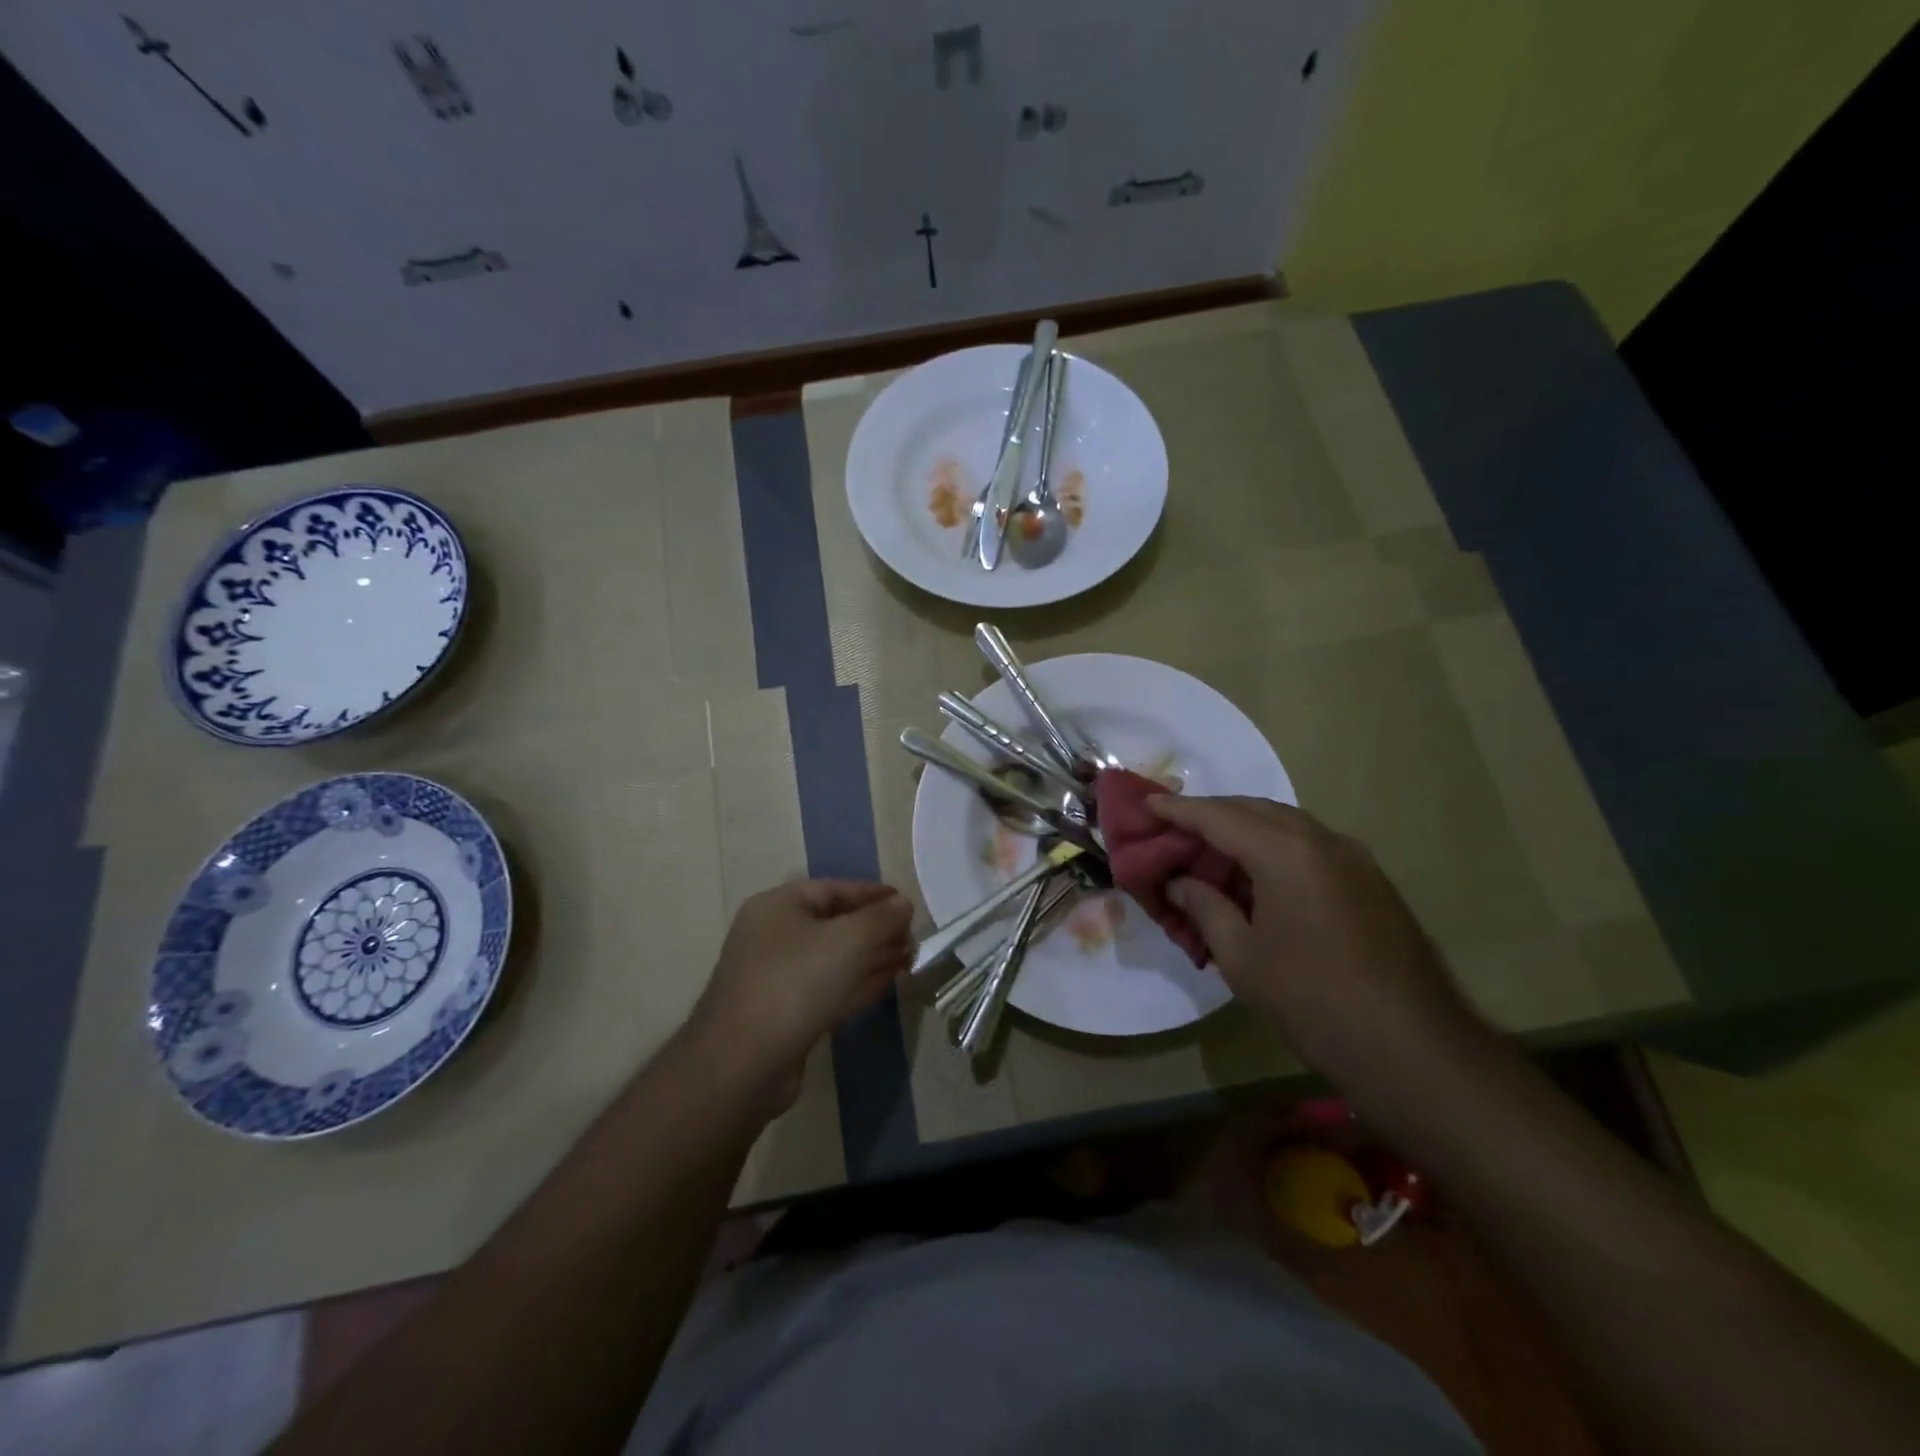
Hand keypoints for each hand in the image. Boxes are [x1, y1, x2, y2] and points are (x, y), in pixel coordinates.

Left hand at [691, 880, 913, 1107]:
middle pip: (835, 924)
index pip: (834, 889)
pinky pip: (829, 988)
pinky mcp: (786, 1015)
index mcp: (779, 907)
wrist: (743, 1064)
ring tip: (911, 957)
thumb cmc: (796, 983)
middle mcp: (774, 936)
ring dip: (873, 956)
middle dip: (877, 929)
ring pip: (835, 959)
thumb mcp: (849, 940)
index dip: (873, 894)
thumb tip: (905, 905)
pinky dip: (859, 982)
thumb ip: (882, 918)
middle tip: (914, 936)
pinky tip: (890, 980)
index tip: (908, 903)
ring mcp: (777, 978)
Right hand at [1149, 795, 1480, 1082]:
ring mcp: (1353, 857)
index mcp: (1284, 852)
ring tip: (1210, 847)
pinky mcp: (1370, 880)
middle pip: (1253, 809)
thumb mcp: (1242, 957)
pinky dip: (1275, 845)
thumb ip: (1205, 908)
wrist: (1415, 1048)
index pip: (1218, 816)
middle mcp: (1321, 840)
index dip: (1178, 810)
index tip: (1146, 804)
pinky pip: (1310, 844)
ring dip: (1244, 827)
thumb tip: (1179, 883)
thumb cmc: (1313, 1001)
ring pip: (1286, 823)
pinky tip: (1258, 873)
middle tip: (1173, 826)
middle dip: (1210, 812)